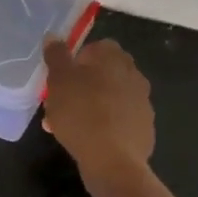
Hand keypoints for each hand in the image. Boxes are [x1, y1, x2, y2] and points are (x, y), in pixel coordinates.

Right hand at [42, 37, 153, 183]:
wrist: (113, 160)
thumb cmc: (81, 114)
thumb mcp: (59, 81)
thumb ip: (56, 56)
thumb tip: (54, 36)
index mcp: (115, 58)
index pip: (96, 47)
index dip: (76, 60)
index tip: (60, 78)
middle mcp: (134, 75)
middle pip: (103, 74)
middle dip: (82, 85)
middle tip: (60, 103)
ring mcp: (142, 103)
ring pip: (110, 98)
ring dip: (91, 106)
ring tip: (67, 126)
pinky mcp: (144, 128)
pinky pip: (118, 121)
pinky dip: (104, 126)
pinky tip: (87, 140)